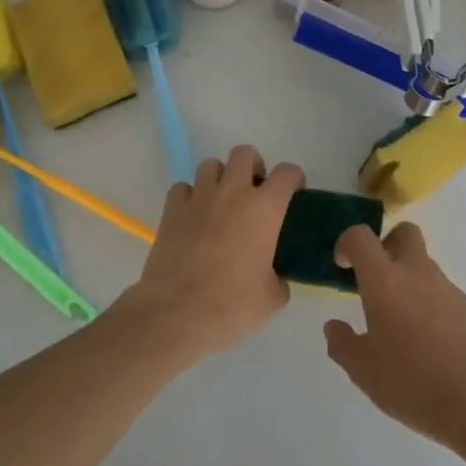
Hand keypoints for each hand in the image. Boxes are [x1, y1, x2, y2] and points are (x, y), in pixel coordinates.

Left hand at [120, 145, 304, 358]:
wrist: (178, 312)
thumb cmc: (233, 304)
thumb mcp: (273, 297)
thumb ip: (279, 277)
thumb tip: (274, 276)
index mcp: (265, 208)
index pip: (288, 172)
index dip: (294, 180)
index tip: (293, 195)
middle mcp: (233, 192)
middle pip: (244, 153)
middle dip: (253, 166)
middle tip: (254, 193)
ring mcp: (199, 198)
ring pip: (210, 164)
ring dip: (220, 178)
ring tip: (221, 203)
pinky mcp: (171, 210)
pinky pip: (182, 188)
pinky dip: (190, 197)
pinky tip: (193, 217)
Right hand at [323, 223, 465, 453]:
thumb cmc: (411, 382)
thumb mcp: (362, 371)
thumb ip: (342, 344)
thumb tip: (334, 326)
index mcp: (385, 281)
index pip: (362, 237)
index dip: (347, 243)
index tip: (343, 266)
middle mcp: (418, 274)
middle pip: (405, 233)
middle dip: (387, 244)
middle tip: (376, 278)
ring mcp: (449, 289)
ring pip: (425, 265)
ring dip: (409, 280)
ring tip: (401, 325)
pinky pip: (443, 294)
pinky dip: (430, 305)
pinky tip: (429, 344)